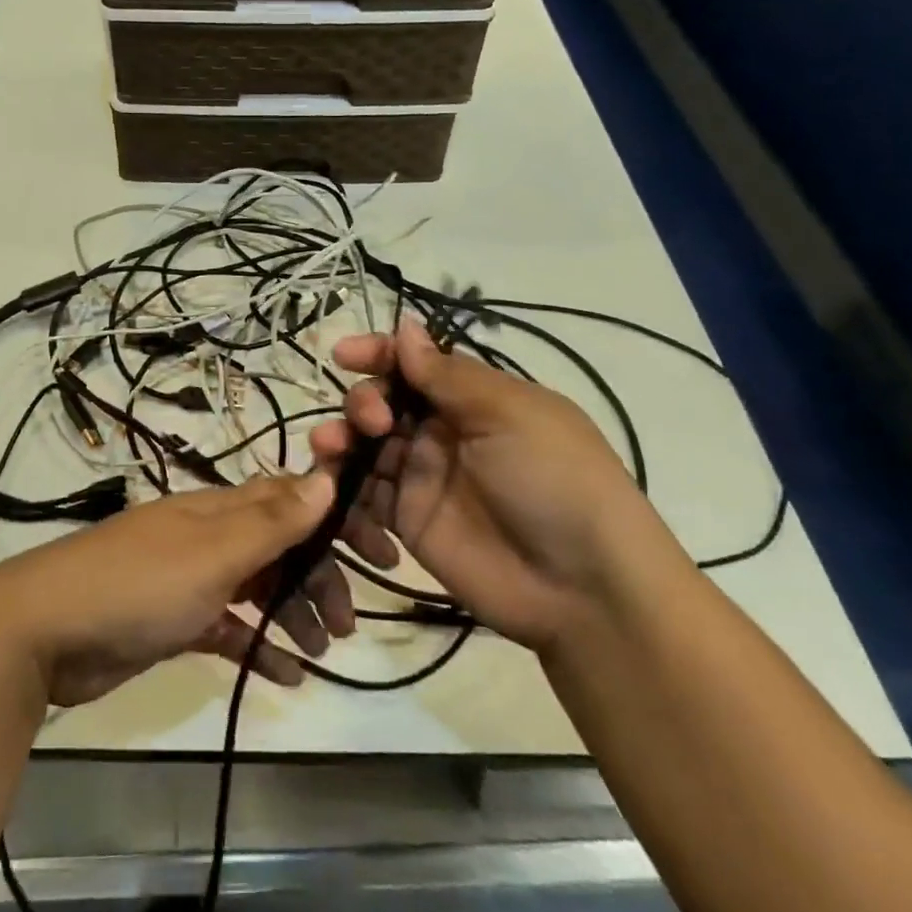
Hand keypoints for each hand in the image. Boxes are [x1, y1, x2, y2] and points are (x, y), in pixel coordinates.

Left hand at [0, 472, 338, 706]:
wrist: (44, 632)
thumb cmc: (138, 586)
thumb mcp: (212, 554)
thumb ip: (271, 521)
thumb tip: (326, 476)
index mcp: (218, 510)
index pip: (290, 501)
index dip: (336, 520)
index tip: (378, 552)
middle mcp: (207, 537)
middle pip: (278, 547)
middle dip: (318, 577)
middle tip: (348, 624)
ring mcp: (189, 579)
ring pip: (257, 587)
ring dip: (292, 613)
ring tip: (321, 650)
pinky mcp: (173, 621)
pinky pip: (228, 627)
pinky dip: (257, 644)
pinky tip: (284, 675)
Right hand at [307, 318, 661, 650]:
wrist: (581, 585)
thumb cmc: (553, 479)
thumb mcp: (509, 414)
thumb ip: (447, 375)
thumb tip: (405, 326)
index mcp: (472, 398)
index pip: (414, 364)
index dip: (378, 354)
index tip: (344, 355)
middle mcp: (442, 431)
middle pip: (382, 402)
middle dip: (363, 402)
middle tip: (373, 422)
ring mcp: (422, 477)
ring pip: (363, 446)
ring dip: (340, 439)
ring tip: (330, 447)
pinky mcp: (406, 520)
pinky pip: (362, 494)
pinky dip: (341, 487)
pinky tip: (333, 489)